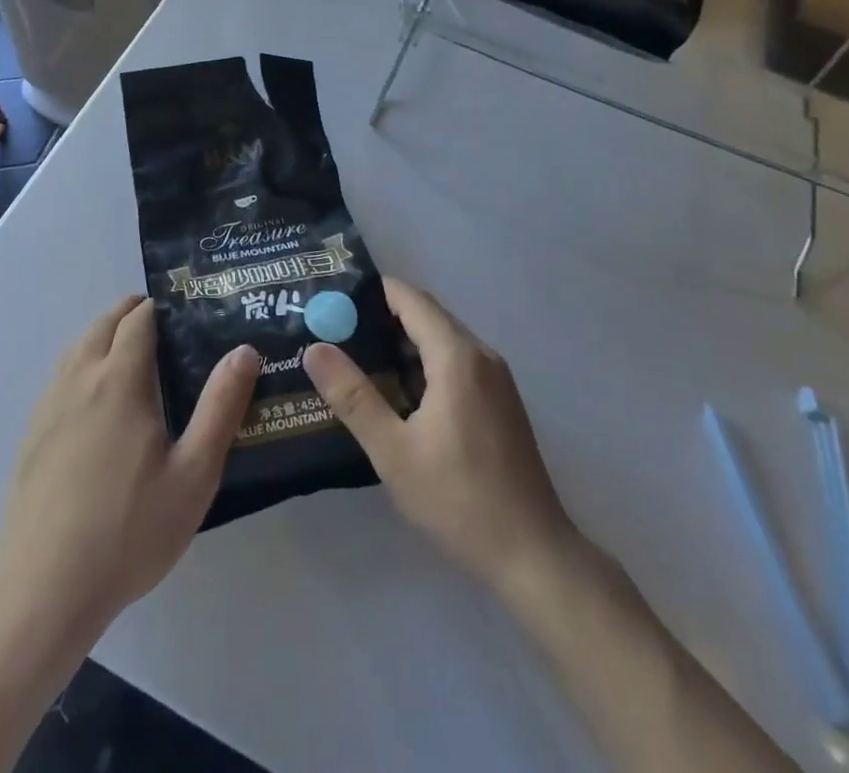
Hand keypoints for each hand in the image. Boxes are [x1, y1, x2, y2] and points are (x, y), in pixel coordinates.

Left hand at [0, 295, 259, 636]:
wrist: (45, 590)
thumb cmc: (130, 530)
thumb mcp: (194, 473)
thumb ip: (221, 407)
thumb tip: (243, 350)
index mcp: (119, 381)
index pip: (138, 320)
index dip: (159, 307)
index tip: (183, 309)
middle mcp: (79, 380)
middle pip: (102, 325)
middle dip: (129, 313)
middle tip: (161, 323)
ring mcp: (48, 408)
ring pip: (76, 349)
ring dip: (102, 336)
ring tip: (129, 351)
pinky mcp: (31, 436)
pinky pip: (59, 379)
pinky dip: (80, 365)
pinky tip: (93, 400)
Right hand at [303, 277, 578, 596]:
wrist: (533, 555)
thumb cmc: (459, 499)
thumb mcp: (393, 451)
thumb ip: (353, 396)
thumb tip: (315, 348)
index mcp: (458, 356)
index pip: (410, 298)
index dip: (372, 293)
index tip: (333, 301)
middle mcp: (481, 355)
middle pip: (427, 315)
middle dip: (382, 317)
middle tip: (336, 331)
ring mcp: (496, 378)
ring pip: (442, 340)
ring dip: (403, 343)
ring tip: (357, 359)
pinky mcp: (501, 401)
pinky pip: (457, 362)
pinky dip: (425, 363)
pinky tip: (398, 394)